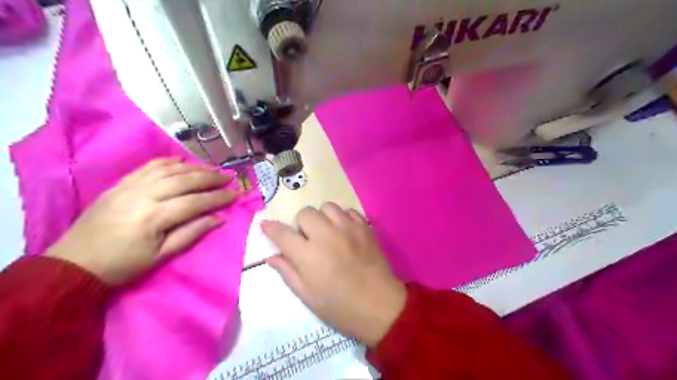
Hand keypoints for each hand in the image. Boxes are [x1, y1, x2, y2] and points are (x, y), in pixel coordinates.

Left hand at [48, 157, 236, 284]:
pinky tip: (181, 161)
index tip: (235, 194)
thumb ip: (191, 234)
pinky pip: (148, 166)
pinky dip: (167, 161)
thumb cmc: (123, 265)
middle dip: (210, 178)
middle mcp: (144, 195)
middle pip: (184, 180)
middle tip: (228, 177)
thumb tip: (219, 218)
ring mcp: (130, 186)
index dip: (218, 198)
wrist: (74, 263)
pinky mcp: (120, 184)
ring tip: (210, 169)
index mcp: (154, 217)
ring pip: (168, 170)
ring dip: (193, 167)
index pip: (195, 202)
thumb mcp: (161, 256)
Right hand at [261, 203, 403, 345]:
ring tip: (327, 233)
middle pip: (305, 213)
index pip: (283, 233)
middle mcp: (327, 235)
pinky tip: (344, 232)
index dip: (271, 228)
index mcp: (309, 255)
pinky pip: (348, 211)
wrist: (380, 306)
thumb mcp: (308, 296)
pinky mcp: (365, 227)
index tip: (266, 226)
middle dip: (301, 224)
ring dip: (322, 217)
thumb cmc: (340, 307)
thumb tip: (271, 256)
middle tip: (307, 240)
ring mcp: (348, 228)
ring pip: (327, 206)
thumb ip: (288, 272)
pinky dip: (342, 218)